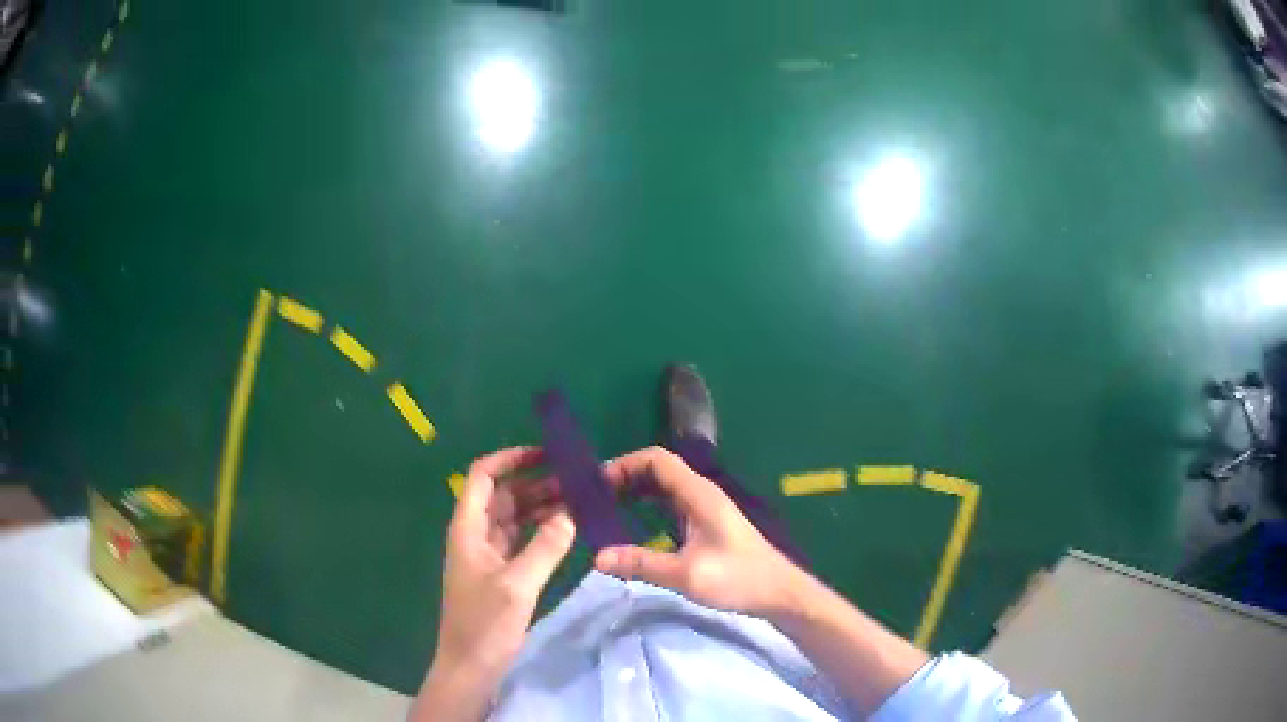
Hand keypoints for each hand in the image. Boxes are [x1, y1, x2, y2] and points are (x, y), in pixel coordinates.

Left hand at [426, 447, 575, 702]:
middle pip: (502, 495)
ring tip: (578, 501)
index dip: (510, 459)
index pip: (483, 476)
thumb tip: (569, 515)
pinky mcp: (499, 574)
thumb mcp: (517, 585)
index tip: (546, 454)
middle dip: (535, 484)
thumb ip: (544, 548)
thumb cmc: (485, 624)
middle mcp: (475, 535)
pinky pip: (520, 541)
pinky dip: (540, 532)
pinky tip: (566, 531)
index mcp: (468, 529)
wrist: (470, 666)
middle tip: (576, 481)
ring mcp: (486, 555)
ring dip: (541, 507)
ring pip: (513, 518)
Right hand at [593, 446, 803, 617]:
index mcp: (698, 494)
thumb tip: (597, 557)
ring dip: (638, 490)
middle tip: (596, 496)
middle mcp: (702, 494)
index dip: (626, 463)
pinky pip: (673, 503)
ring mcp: (707, 508)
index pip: (657, 459)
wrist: (779, 592)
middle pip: (660, 469)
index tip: (598, 483)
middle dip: (627, 475)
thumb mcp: (686, 575)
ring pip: (666, 487)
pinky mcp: (708, 524)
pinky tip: (636, 523)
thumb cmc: (737, 579)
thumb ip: (641, 564)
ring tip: (608, 506)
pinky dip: (650, 505)